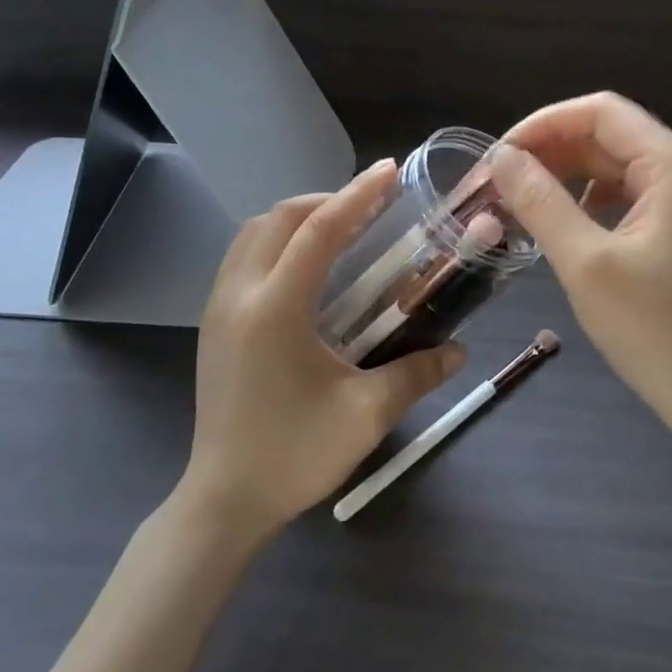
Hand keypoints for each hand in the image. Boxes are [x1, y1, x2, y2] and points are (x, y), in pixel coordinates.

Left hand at [180, 159, 465, 542]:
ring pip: (253, 232)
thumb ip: (416, 374)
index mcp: (275, 308)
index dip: (357, 195)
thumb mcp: (365, 415)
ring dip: (296, 219)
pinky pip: (241, 256)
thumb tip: (459, 350)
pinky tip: (304, 268)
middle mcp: (240, 293)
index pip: (319, 230)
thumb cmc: (294, 455)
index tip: (388, 171)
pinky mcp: (212, 322)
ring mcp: (218, 306)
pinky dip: (275, 241)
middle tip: (369, 208)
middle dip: (327, 200)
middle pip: (280, 218)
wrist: (224, 500)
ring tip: (338, 231)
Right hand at [489, 93, 671, 445]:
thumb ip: (540, 202)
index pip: (601, 112)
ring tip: (523, 200)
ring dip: (569, 174)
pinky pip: (631, 194)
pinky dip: (591, 199)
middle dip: (552, 150)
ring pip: (618, 164)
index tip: (499, 157)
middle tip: (501, 182)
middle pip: (611, 134)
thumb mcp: (586, 264)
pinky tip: (565, 223)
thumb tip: (502, 157)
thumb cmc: (656, 334)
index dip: (544, 124)